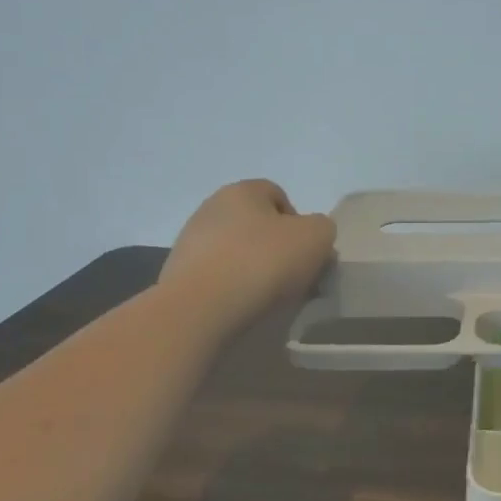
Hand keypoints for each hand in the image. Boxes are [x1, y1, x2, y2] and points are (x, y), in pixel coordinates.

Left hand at [161, 180, 335, 332]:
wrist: (200, 309)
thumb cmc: (263, 262)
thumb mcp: (317, 237)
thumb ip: (322, 229)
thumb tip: (311, 240)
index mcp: (243, 191)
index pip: (279, 196)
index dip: (300, 223)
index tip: (308, 253)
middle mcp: (212, 208)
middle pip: (257, 226)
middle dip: (278, 249)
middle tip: (294, 279)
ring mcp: (190, 242)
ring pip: (237, 253)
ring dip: (255, 270)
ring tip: (269, 299)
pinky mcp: (178, 275)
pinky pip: (217, 278)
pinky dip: (232, 290)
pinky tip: (242, 308)